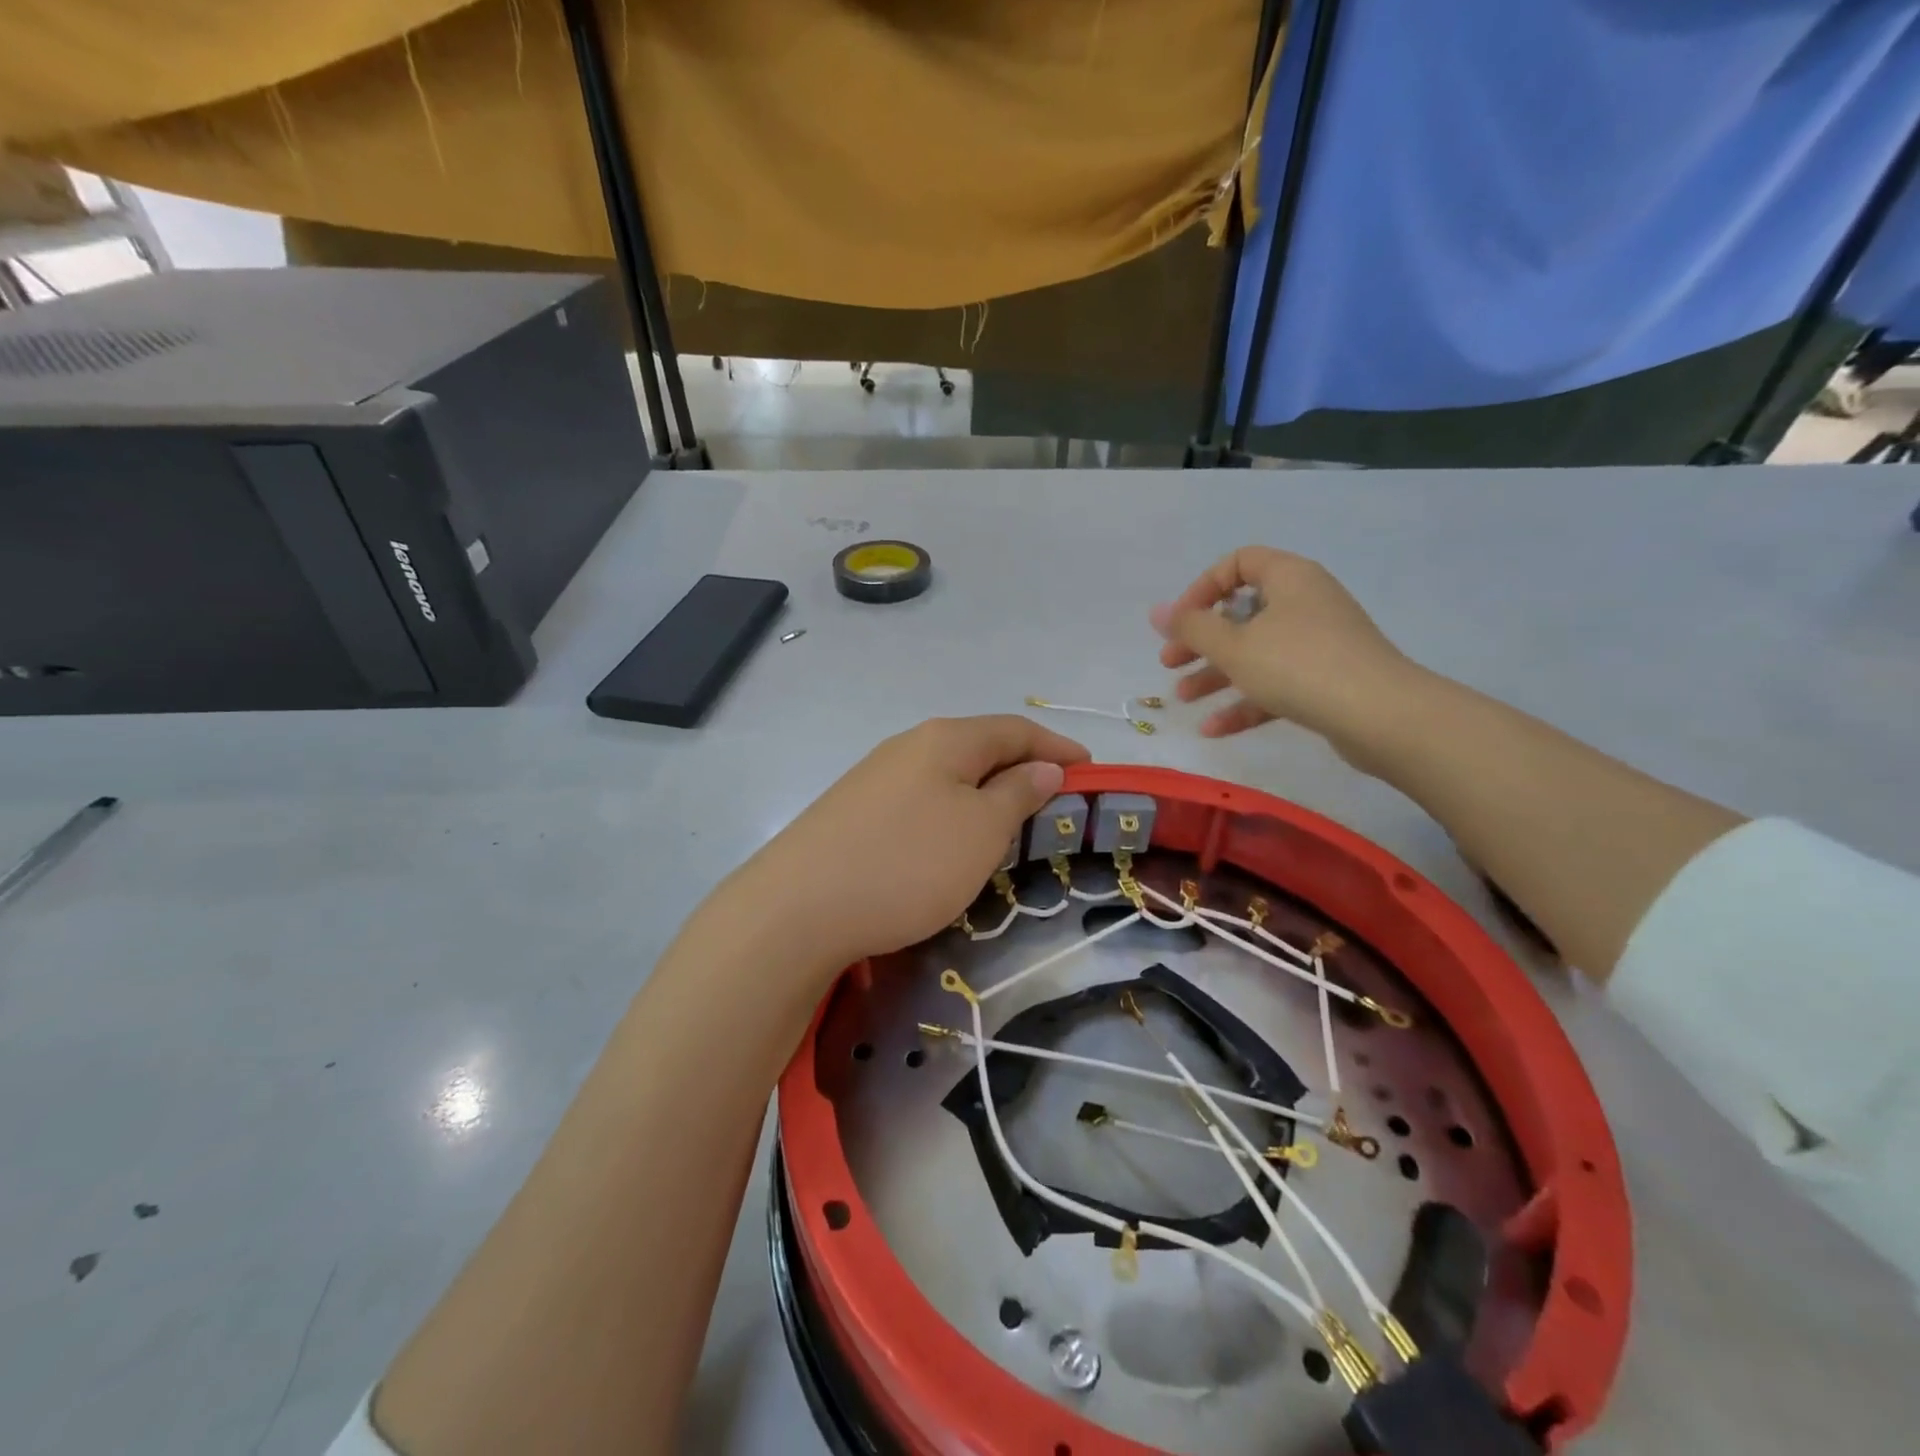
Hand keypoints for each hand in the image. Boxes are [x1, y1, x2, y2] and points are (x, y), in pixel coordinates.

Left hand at [728, 716, 1089, 972]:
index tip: (1090, 770)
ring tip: (1008, 826)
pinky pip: (919, 801)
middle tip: (1053, 802)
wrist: (797, 908)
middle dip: (1021, 770)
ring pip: (947, 776)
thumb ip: (1017, 794)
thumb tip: (1043, 767)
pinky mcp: (853, 812)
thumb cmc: (908, 863)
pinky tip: (948, 845)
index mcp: (945, 739)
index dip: (1056, 747)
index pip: (1015, 729)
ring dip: (984, 794)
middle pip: (979, 748)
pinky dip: (950, 814)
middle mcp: (908, 746)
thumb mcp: (980, 830)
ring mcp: (875, 778)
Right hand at [1149, 547, 1412, 743]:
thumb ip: (1191, 628)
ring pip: (1256, 653)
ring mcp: (1319, 643)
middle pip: (1242, 613)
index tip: (1180, 622)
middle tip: (1170, 663)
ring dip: (1216, 675)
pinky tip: (1214, 729)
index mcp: (1289, 578)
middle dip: (1201, 641)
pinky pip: (1276, 683)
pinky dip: (1245, 702)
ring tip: (1183, 699)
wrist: (1381, 716)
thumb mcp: (1234, 646)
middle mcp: (1305, 603)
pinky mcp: (1326, 681)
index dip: (1202, 588)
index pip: (1238, 563)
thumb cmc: (1299, 665)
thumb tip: (1158, 612)